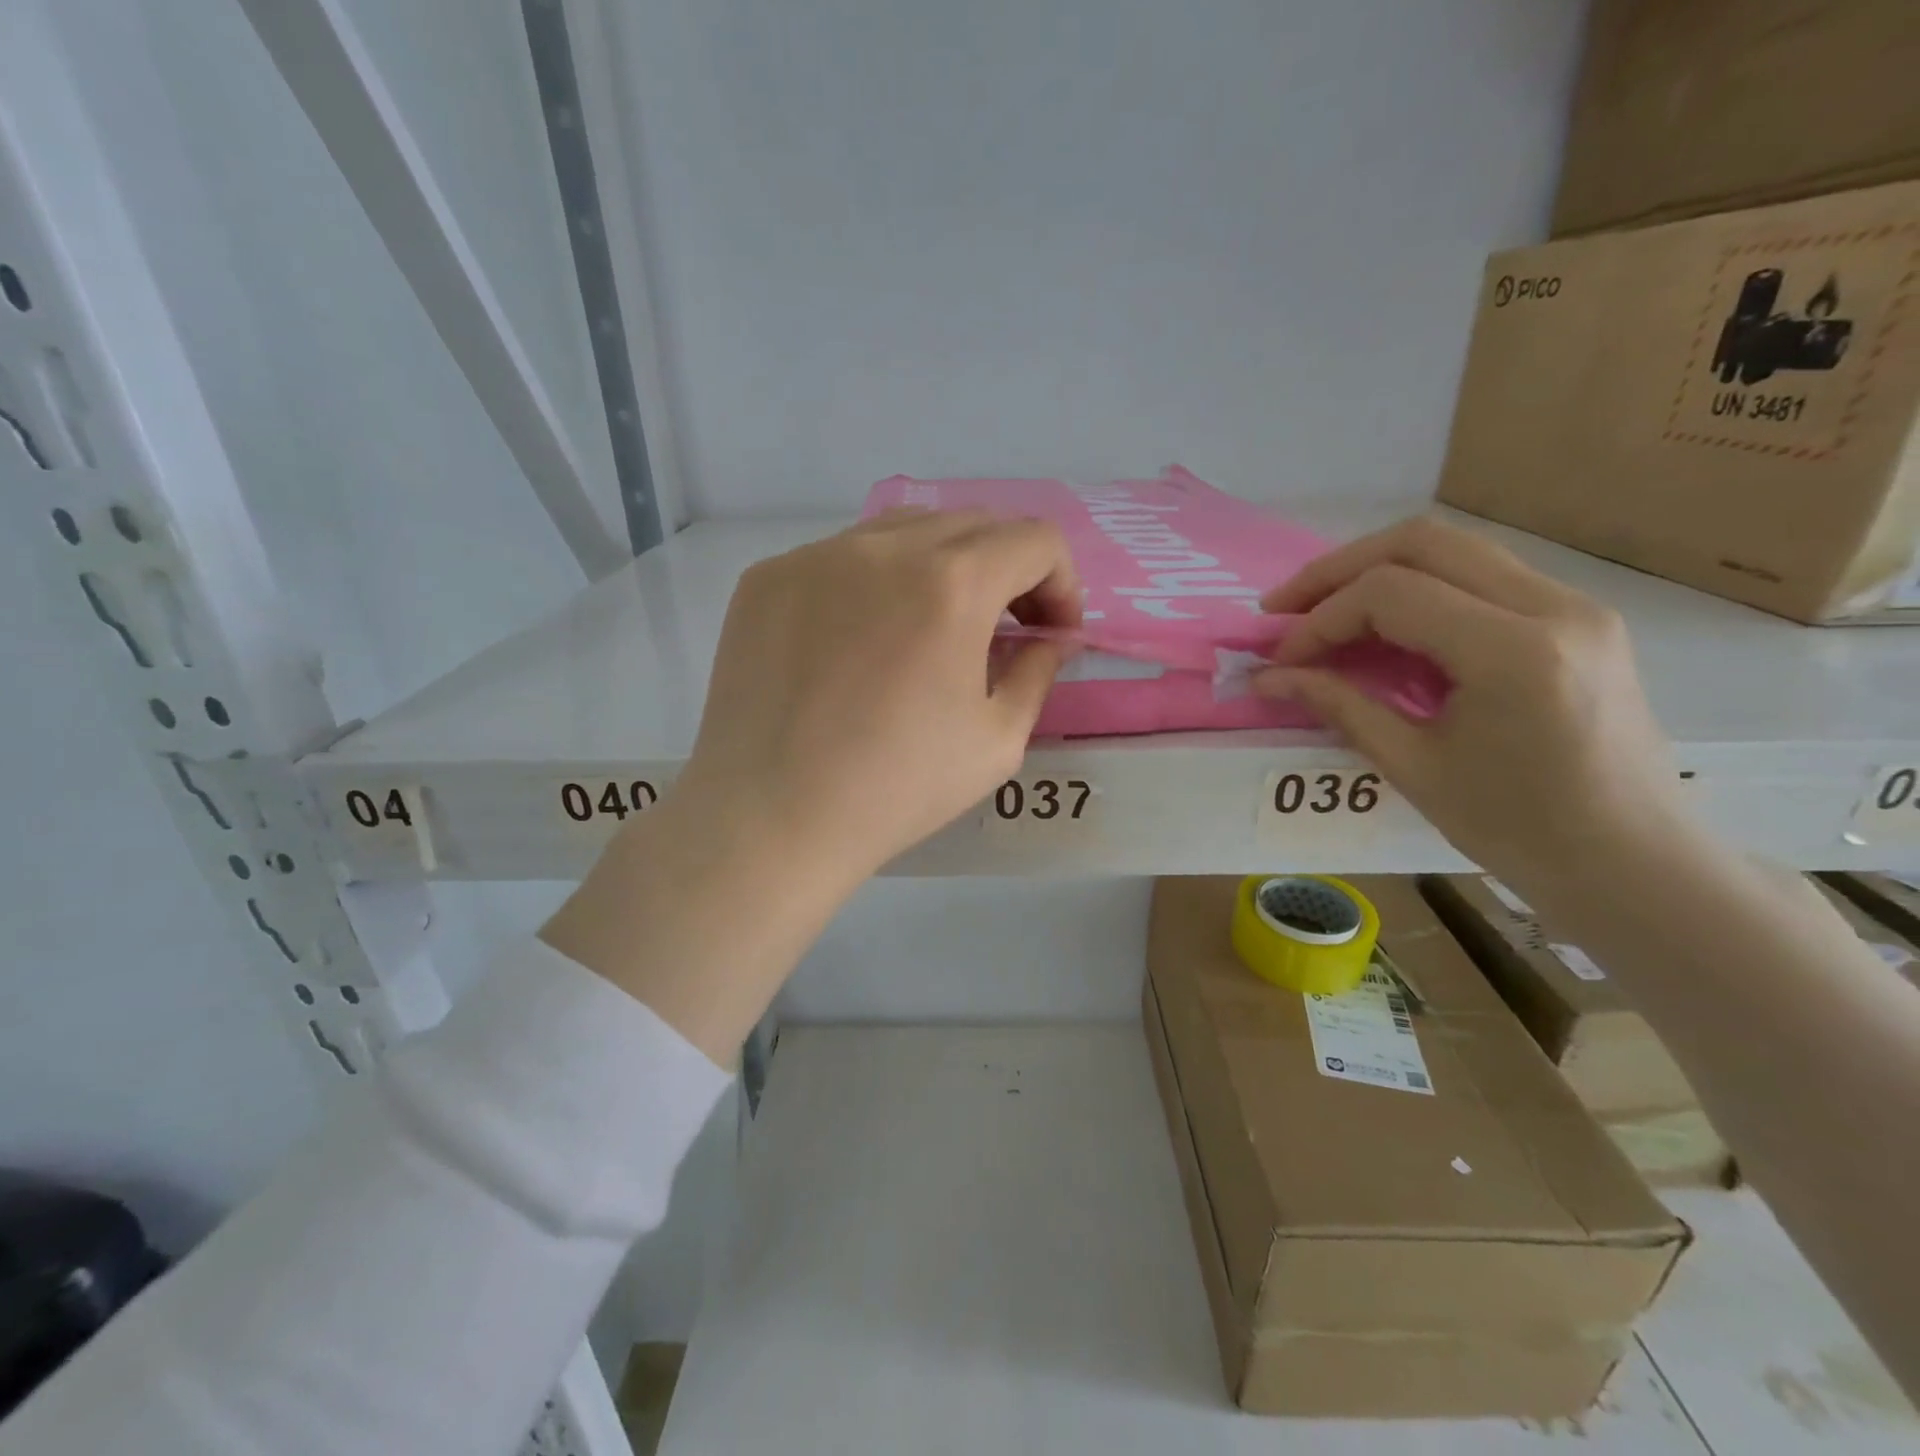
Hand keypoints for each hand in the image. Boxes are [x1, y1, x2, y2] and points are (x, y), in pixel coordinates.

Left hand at [675, 509, 1080, 884]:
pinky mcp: (767, 577)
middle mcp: (884, 547)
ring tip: (930, 631)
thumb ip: (1038, 672)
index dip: (1061, 584)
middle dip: (1007, 571)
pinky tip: (859, 644)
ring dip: (940, 568)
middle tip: (1001, 632)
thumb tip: (1051, 639)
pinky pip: (841, 558)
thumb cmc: (896, 789)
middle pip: (973, 524)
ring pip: (904, 531)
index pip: (1035, 540)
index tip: (1049, 634)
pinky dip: (873, 584)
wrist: (768, 817)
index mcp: (952, 584)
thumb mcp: (996, 741)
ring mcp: (815, 555)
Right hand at [1254, 516, 1685, 877]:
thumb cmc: (1519, 830)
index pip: (1390, 594)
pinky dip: (1418, 588)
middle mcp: (1553, 606)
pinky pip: (1481, 576)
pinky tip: (1382, 627)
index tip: (1282, 660)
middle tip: (1284, 609)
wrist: (1634, 864)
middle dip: (1337, 570)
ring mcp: (1574, 605)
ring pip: (1453, 548)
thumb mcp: (1413, 768)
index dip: (1320, 620)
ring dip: (1376, 572)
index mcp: (1514, 652)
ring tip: (1322, 612)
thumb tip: (1267, 678)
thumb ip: (1339, 706)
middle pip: (1422, 542)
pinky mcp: (1576, 617)